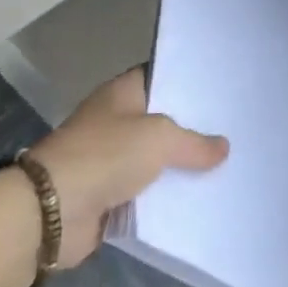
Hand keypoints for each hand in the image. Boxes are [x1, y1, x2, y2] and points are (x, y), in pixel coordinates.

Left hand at [28, 67, 228, 267]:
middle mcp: (116, 121)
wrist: (53, 210)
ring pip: (156, 160)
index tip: (221, 88)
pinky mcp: (110, 196)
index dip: (187, 81)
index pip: (160, 77)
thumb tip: (223, 147)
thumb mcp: (158, 139)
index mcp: (122, 94)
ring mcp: (112, 159)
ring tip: (227, 167)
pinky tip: (201, 201)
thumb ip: (193, 142)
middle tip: (234, 131)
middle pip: (162, 121)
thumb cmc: (105, 156)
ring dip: (181, 168)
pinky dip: (167, 199)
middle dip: (192, 129)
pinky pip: (147, 194)